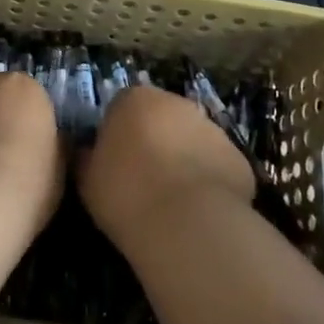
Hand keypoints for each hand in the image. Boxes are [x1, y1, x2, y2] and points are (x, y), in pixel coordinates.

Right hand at [77, 85, 254, 251]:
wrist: (187, 224)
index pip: (121, 107)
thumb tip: (85, 151)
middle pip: (161, 118)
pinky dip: (209, 181)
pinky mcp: (239, 158)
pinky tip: (199, 212)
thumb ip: (86, 157)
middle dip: (154, 141)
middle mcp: (177, 103)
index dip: (117, 135)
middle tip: (143, 180)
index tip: (113, 164)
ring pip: (193, 140)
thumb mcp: (87, 178)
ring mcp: (213, 128)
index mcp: (135, 99)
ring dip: (184, 160)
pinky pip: (217, 166)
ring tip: (173, 202)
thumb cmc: (126, 193)